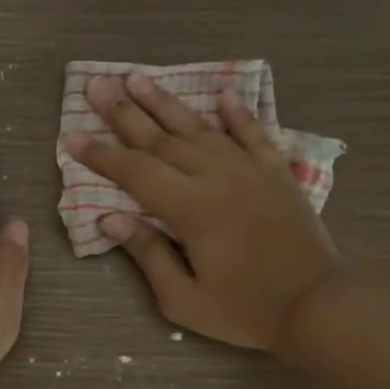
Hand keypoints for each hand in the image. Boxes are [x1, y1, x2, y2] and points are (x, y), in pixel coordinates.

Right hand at [64, 72, 338, 351]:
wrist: (317, 306)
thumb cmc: (245, 311)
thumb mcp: (184, 299)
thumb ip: (148, 254)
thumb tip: (110, 219)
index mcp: (191, 209)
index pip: (135, 172)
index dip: (101, 155)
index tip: (72, 136)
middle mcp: (217, 177)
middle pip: (161, 139)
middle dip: (124, 113)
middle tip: (96, 85)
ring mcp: (250, 170)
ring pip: (200, 128)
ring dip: (166, 102)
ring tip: (139, 78)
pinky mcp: (277, 173)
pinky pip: (254, 134)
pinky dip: (238, 113)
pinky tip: (223, 93)